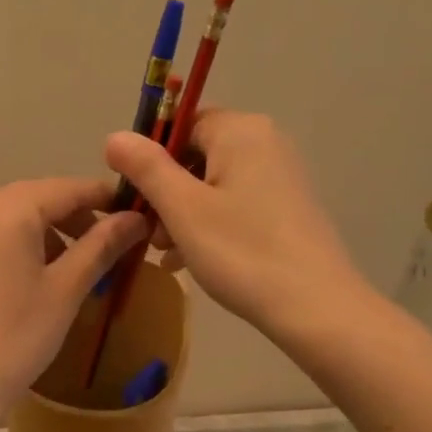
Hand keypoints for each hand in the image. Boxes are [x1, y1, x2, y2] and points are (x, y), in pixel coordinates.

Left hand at [0, 178, 146, 422]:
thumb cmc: (14, 337)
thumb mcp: (65, 291)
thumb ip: (101, 246)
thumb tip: (135, 218)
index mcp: (7, 210)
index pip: (66, 189)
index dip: (103, 199)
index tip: (132, 215)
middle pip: (33, 200)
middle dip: (71, 219)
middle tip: (103, 249)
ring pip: (5, 220)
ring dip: (40, 235)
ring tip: (65, 271)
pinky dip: (8, 249)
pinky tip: (20, 286)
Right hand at [104, 111, 360, 337]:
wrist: (316, 307)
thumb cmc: (242, 251)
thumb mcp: (183, 209)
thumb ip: (146, 167)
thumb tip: (114, 136)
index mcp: (240, 131)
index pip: (180, 125)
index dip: (150, 158)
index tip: (132, 196)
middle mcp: (265, 142)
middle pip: (195, 155)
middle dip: (165, 192)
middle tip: (147, 233)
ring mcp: (280, 175)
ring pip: (213, 184)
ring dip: (182, 213)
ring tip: (164, 253)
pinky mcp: (287, 207)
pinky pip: (235, 203)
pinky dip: (209, 224)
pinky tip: (188, 260)